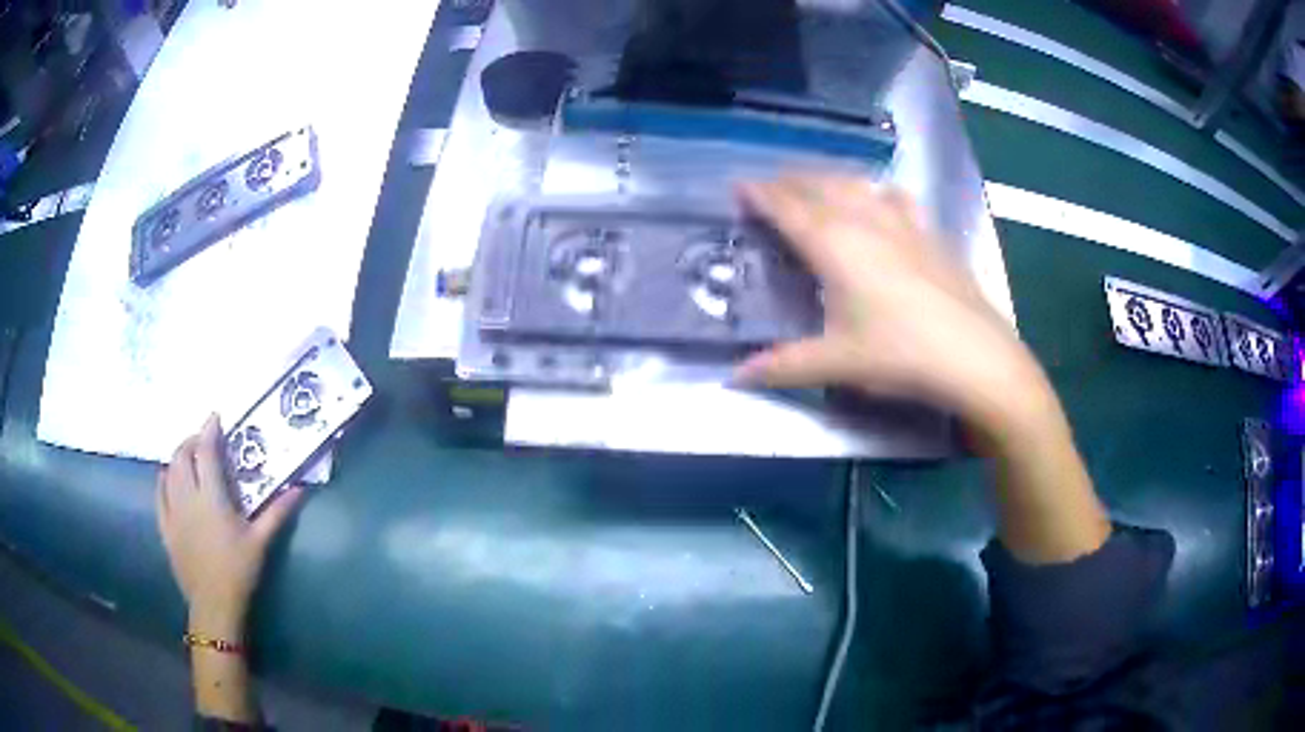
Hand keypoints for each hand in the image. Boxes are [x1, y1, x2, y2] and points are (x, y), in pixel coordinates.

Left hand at [156, 414, 302, 635]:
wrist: (214, 604)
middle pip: (182, 456)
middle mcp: (187, 497)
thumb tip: (299, 488)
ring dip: (177, 457)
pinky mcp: (165, 527)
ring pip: (168, 471)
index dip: (209, 430)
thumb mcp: (260, 541)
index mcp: (211, 497)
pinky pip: (158, 494)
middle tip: (203, 440)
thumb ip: (277, 512)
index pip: (206, 452)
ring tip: (188, 456)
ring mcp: (173, 511)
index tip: (215, 417)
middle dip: (191, 441)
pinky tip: (168, 478)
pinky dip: (163, 479)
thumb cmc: (238, 571)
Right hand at [734, 174, 1051, 435]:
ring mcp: (901, 222)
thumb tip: (735, 378)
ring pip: (855, 184)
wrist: (974, 356)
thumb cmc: (900, 355)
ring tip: (812, 185)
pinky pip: (894, 196)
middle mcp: (864, 221)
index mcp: (834, 244)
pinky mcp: (929, 233)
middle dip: (788, 181)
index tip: (738, 187)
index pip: (787, 208)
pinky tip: (878, 197)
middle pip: (818, 186)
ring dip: (826, 179)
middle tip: (767, 188)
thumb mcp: (836, 364)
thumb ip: (782, 366)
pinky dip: (874, 190)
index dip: (760, 195)